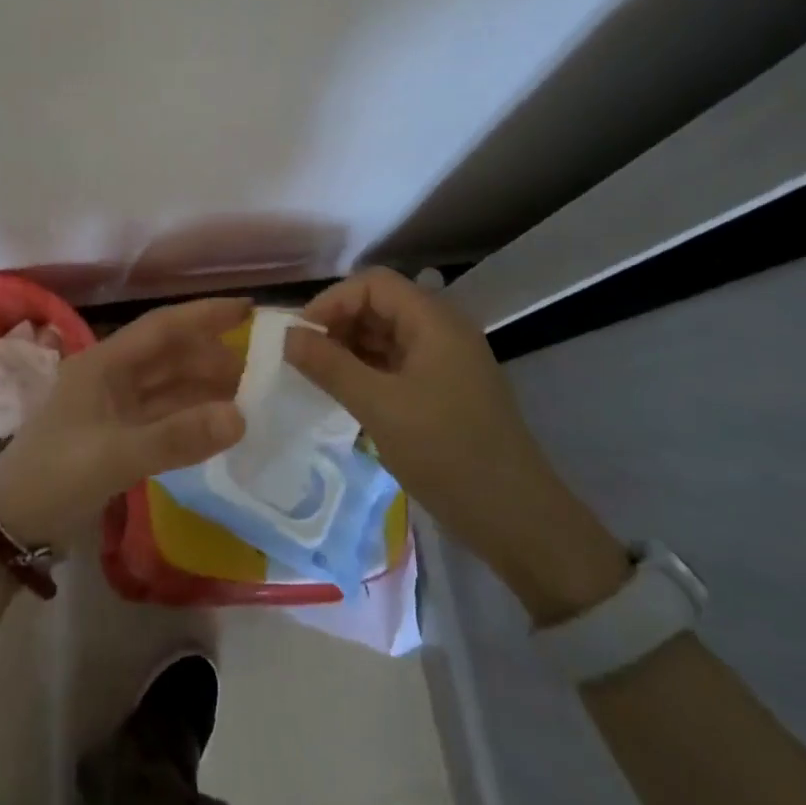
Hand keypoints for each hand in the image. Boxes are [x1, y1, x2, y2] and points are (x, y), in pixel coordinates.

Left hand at [0, 298, 249, 548]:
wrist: (11, 523)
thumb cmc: (57, 474)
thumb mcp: (116, 454)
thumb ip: (177, 437)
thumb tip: (241, 417)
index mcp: (105, 363)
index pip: (162, 327)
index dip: (204, 315)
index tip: (248, 310)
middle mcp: (111, 377)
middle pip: (170, 356)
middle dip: (212, 357)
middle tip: (261, 368)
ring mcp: (114, 408)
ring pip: (168, 387)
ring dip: (204, 389)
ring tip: (249, 396)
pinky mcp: (117, 437)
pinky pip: (163, 417)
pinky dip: (190, 418)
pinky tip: (218, 426)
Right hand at [286, 270, 626, 621]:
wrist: (518, 520)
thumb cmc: (446, 452)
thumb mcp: (379, 407)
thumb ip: (329, 366)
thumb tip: (287, 336)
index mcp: (434, 321)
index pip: (373, 284)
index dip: (332, 301)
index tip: (301, 337)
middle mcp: (442, 330)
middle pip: (380, 305)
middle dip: (338, 324)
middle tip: (305, 359)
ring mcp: (446, 361)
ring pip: (387, 336)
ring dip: (350, 349)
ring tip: (319, 378)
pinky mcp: (446, 390)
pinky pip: (398, 364)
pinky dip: (368, 371)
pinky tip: (347, 394)